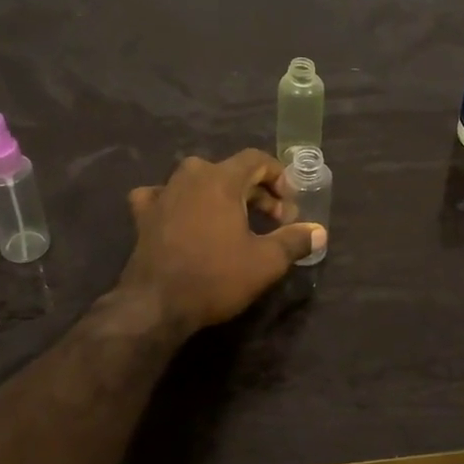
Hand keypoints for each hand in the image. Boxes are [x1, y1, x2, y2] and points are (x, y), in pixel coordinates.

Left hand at [118, 150, 325, 333]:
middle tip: (273, 221)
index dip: (279, 177)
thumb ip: (294, 240)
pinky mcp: (143, 214)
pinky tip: (183, 217)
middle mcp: (190, 176)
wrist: (156, 305)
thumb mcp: (266, 262)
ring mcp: (163, 193)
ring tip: (235, 221)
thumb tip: (319, 231)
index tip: (290, 206)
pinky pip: (164, 196)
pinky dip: (179, 202)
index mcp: (221, 179)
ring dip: (221, 196)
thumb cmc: (216, 277)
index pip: (256, 159)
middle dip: (256, 192)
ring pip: (198, 181)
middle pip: (230, 171)